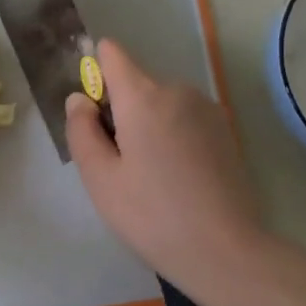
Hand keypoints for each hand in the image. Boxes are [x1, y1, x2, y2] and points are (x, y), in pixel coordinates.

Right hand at [65, 38, 263, 290]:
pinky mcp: (225, 130)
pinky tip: (178, 179)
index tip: (93, 113)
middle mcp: (177, 91)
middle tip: (119, 164)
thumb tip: (80, 99)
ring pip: (161, 105)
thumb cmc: (151, 214)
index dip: (95, 73)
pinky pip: (184, 120)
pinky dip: (173, 137)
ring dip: (148, 126)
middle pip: (136, 85)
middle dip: (121, 112)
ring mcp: (206, 109)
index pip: (112, 54)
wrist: (225, 250)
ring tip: (150, 177)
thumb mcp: (100, 177)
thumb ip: (81, 129)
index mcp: (143, 96)